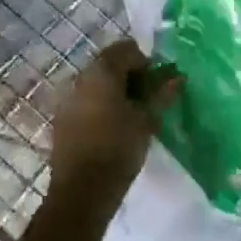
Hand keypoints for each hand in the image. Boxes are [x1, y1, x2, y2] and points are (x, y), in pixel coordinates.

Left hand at [48, 40, 180, 213]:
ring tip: (133, 117)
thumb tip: (178, 77)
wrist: (81, 191)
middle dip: (132, 77)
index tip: (158, 86)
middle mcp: (80, 77)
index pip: (127, 49)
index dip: (147, 63)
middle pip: (110, 64)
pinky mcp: (62, 119)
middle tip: (149, 101)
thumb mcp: (147, 120)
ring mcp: (68, 98)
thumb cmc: (118, 148)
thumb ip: (162, 94)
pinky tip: (113, 130)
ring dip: (116, 92)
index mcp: (101, 71)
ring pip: (98, 84)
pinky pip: (86, 101)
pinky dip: (102, 106)